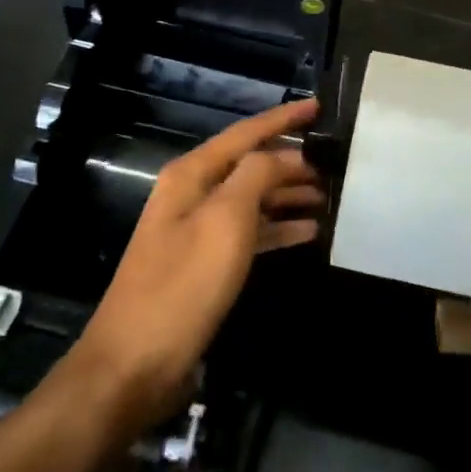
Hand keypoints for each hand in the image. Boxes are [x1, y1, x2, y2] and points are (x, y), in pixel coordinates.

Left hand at [72, 99, 322, 430]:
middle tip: (336, 162)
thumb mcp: (225, 221)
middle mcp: (194, 194)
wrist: (134, 365)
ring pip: (253, 199)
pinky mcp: (205, 265)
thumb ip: (256, 176)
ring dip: (289, 195)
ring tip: (329, 196)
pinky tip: (309, 232)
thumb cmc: (183, 285)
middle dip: (291, 160)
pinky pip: (250, 233)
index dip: (283, 118)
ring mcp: (198, 231)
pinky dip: (278, 229)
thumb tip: (281, 155)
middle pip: (251, 164)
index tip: (319, 106)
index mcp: (192, 175)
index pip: (246, 133)